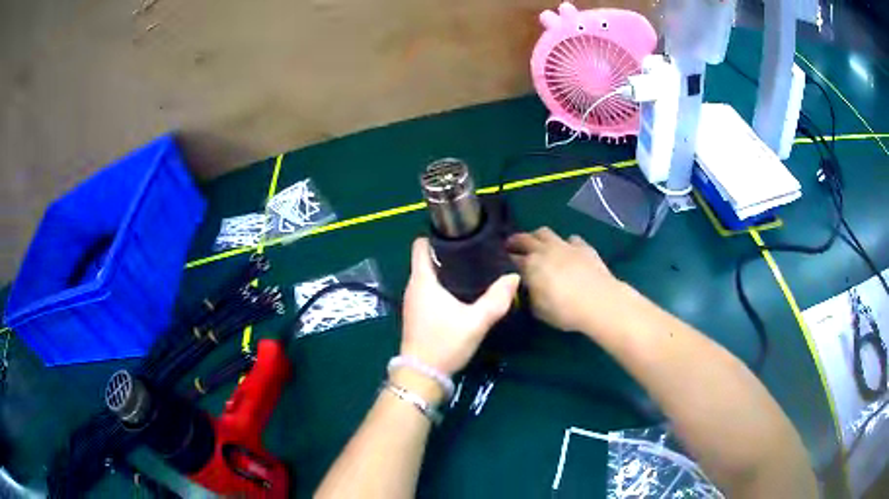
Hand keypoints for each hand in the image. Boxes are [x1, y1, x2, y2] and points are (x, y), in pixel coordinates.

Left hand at [401, 238, 519, 376]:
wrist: (422, 375)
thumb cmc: (445, 343)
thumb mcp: (475, 322)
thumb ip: (496, 300)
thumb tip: (513, 277)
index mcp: (422, 281)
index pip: (420, 245)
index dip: (436, 235)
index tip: (459, 233)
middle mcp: (413, 286)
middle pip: (427, 259)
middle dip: (449, 252)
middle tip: (475, 251)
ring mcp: (413, 301)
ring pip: (429, 275)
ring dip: (447, 270)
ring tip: (473, 268)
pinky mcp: (417, 314)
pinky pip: (429, 289)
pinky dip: (443, 284)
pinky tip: (462, 291)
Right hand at [506, 227, 622, 332]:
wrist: (600, 302)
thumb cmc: (565, 311)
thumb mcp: (539, 310)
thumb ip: (530, 296)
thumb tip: (527, 288)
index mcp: (530, 266)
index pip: (512, 258)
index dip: (505, 260)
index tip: (501, 263)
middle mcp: (544, 250)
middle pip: (525, 238)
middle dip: (516, 241)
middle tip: (511, 247)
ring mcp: (564, 245)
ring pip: (545, 232)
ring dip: (537, 237)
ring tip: (536, 244)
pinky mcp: (583, 247)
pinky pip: (570, 239)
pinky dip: (564, 243)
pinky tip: (566, 251)